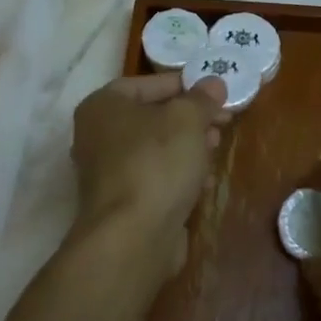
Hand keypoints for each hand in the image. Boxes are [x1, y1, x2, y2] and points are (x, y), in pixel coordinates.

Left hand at [70, 72, 227, 287]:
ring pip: (155, 148)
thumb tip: (214, 82)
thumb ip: (201, 99)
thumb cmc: (156, 163)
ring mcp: (107, 171)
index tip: (216, 91)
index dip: (185, 84)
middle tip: (223, 121)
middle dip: (191, 118)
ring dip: (188, 147)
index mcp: (103, 105)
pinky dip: (178, 175)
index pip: (148, 83)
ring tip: (217, 148)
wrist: (132, 237)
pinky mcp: (122, 202)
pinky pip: (154, 177)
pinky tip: (204, 182)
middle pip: (152, 116)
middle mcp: (97, 134)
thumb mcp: (186, 120)